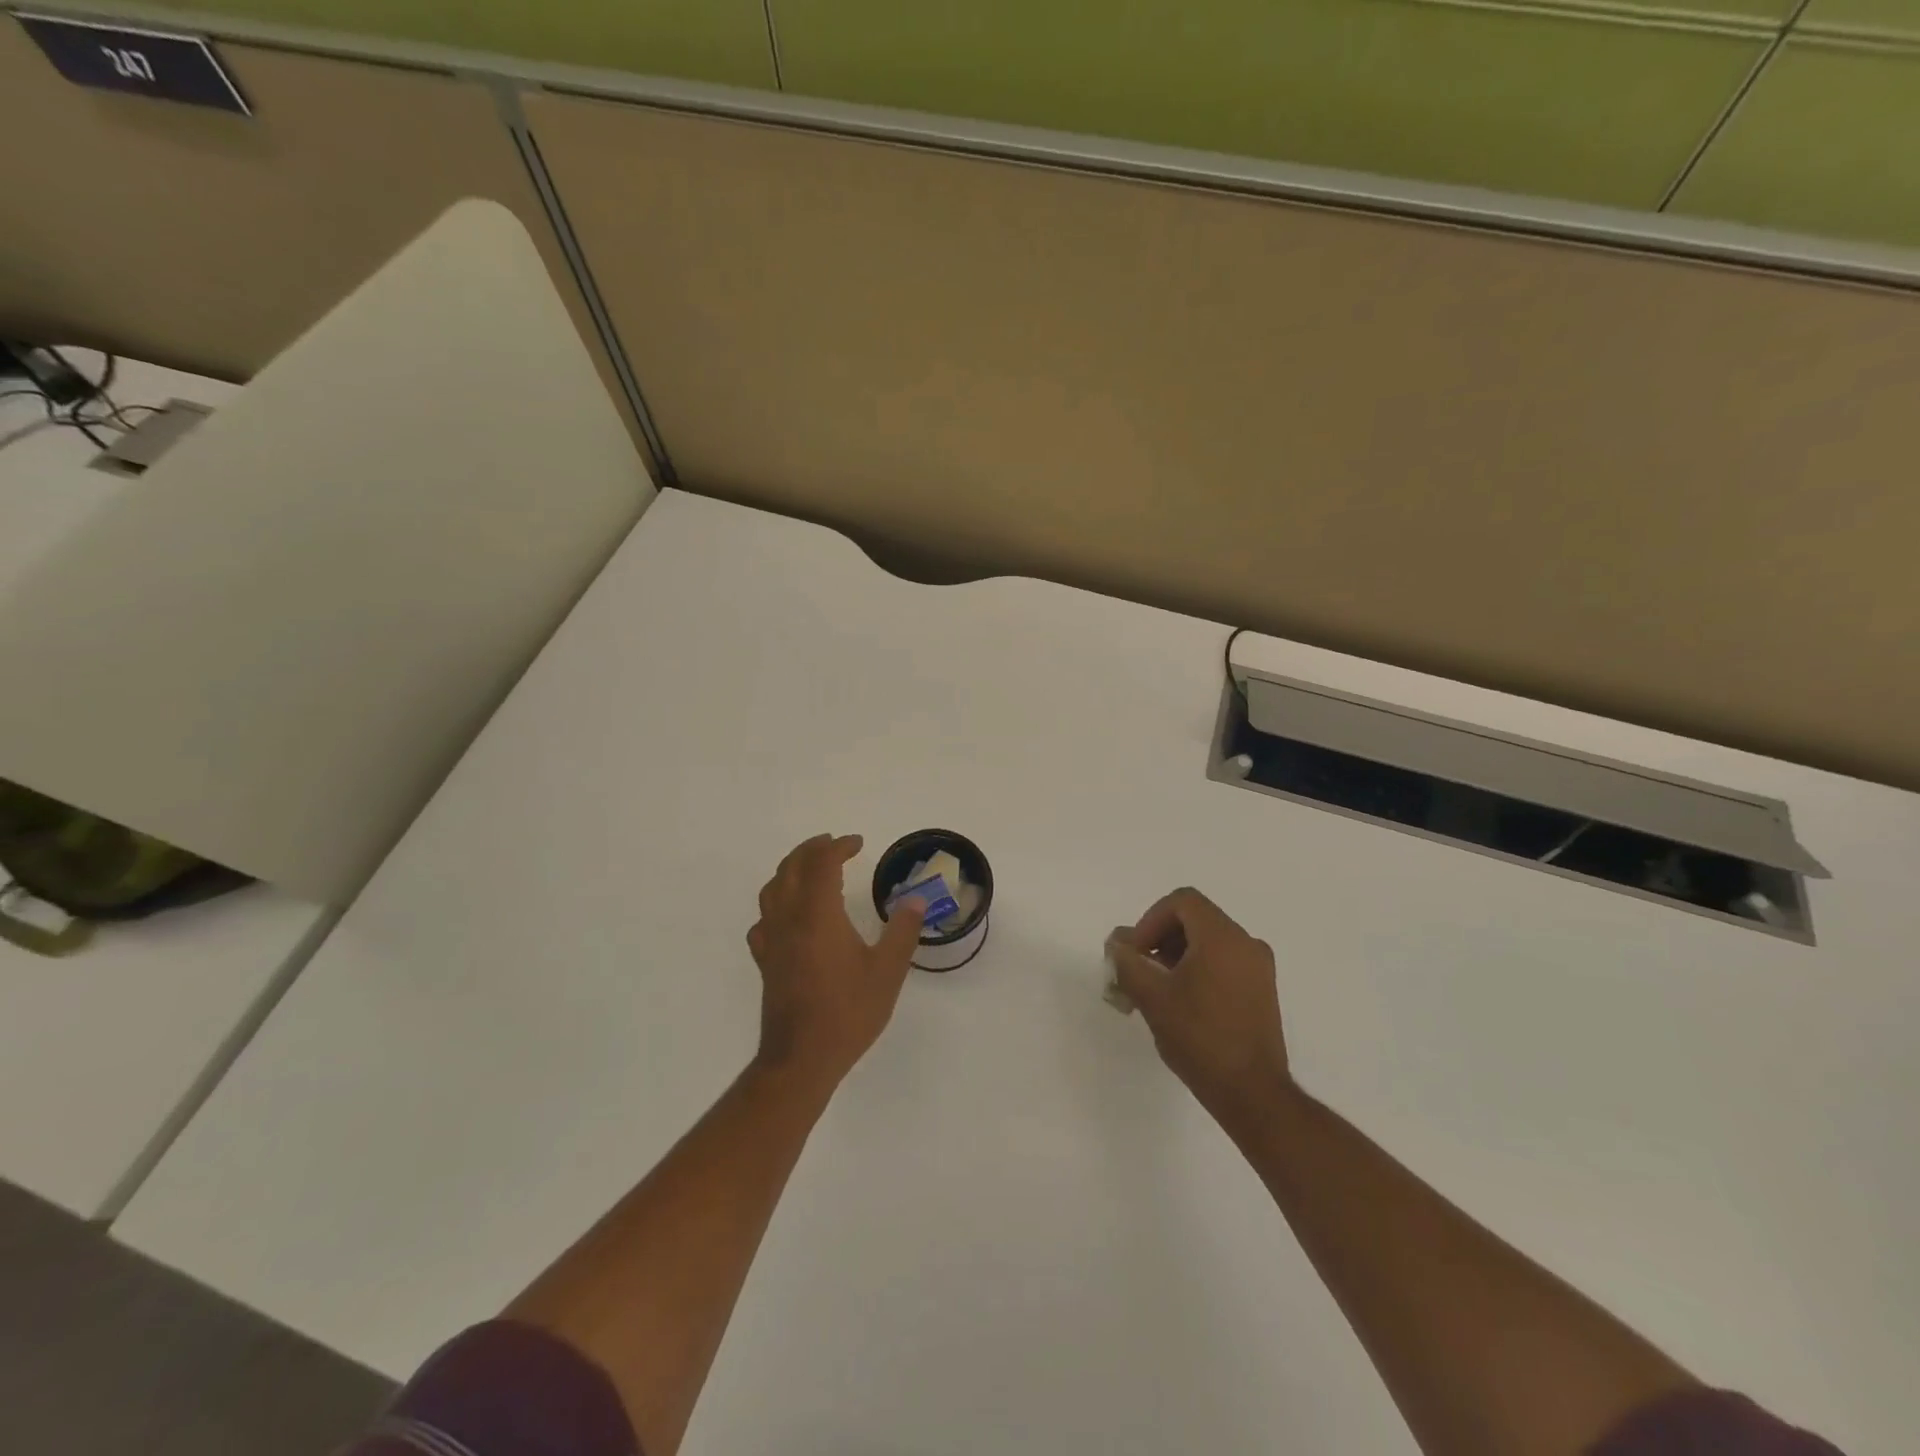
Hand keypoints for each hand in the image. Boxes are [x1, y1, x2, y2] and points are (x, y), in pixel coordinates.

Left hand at [748, 834, 926, 1090]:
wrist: (801, 1059)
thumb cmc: (848, 1012)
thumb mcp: (887, 971)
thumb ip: (902, 931)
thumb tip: (915, 900)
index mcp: (818, 914)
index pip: (821, 864)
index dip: (838, 847)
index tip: (857, 843)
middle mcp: (789, 919)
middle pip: (790, 868)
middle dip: (811, 850)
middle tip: (833, 845)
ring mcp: (772, 940)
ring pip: (772, 890)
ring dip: (790, 870)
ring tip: (810, 869)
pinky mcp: (765, 961)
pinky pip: (764, 920)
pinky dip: (776, 904)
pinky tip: (788, 916)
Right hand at [1107, 888, 1291, 1125]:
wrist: (1252, 1093)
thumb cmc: (1199, 1038)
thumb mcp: (1152, 997)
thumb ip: (1128, 962)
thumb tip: (1117, 943)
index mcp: (1222, 937)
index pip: (1182, 901)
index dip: (1151, 920)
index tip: (1136, 952)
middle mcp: (1246, 943)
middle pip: (1196, 919)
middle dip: (1161, 938)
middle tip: (1140, 969)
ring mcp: (1259, 968)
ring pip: (1209, 941)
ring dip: (1177, 954)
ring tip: (1156, 989)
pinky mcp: (1262, 990)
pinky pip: (1224, 961)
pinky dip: (1198, 968)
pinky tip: (1181, 1001)